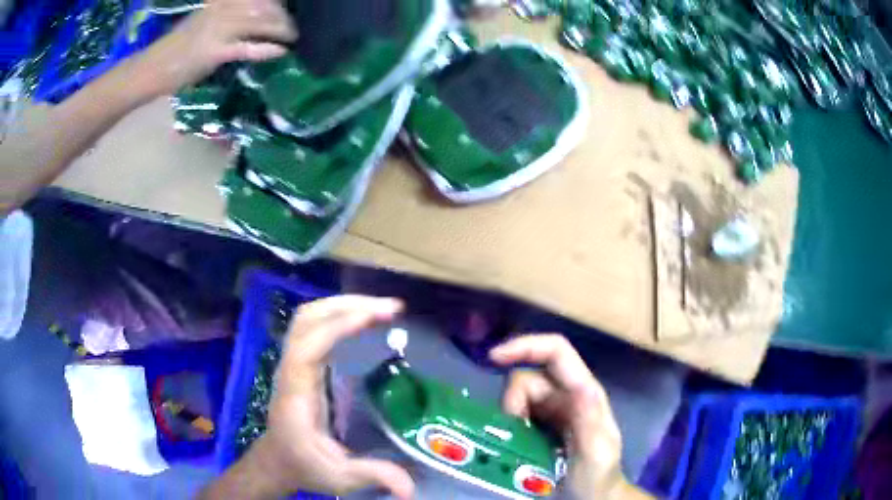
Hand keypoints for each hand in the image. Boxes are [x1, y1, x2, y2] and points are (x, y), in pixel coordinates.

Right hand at [131, 0, 296, 95]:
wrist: (151, 68)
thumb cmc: (175, 48)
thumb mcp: (202, 22)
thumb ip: (224, 16)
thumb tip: (251, 19)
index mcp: (218, 2)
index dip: (273, 2)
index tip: (284, 7)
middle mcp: (220, 10)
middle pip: (262, 6)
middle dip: (281, 15)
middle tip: (291, 27)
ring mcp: (217, 29)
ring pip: (258, 22)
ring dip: (280, 29)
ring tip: (291, 37)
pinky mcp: (213, 52)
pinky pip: (247, 48)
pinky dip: (267, 49)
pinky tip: (281, 51)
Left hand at [237, 296, 415, 498]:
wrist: (278, 459)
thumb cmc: (304, 464)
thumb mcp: (338, 477)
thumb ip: (371, 477)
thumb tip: (410, 489)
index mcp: (296, 390)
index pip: (310, 344)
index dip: (340, 325)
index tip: (377, 316)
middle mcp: (291, 368)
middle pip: (308, 319)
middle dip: (347, 306)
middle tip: (390, 308)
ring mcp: (293, 362)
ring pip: (309, 317)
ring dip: (343, 305)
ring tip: (380, 308)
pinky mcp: (301, 362)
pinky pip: (314, 326)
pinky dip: (338, 315)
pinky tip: (362, 320)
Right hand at [490, 335, 630, 499]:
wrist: (590, 499)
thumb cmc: (598, 477)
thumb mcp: (597, 453)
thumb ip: (590, 423)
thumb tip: (580, 387)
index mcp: (584, 393)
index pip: (556, 352)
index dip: (526, 346)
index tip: (492, 358)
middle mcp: (566, 395)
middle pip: (527, 378)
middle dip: (513, 402)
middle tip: (515, 433)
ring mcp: (551, 411)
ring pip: (517, 397)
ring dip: (510, 418)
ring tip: (518, 446)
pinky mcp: (538, 427)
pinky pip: (514, 416)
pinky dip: (507, 427)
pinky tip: (514, 446)